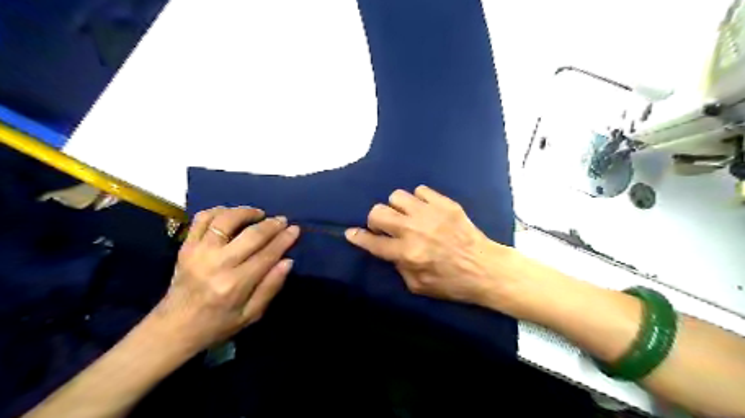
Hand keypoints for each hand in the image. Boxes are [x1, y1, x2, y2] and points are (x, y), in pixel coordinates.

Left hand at [155, 206, 298, 351]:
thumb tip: (288, 261)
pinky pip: (202, 219)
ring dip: (246, 212)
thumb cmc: (217, 324)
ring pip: (226, 220)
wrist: (173, 327)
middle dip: (272, 224)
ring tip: (259, 214)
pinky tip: (231, 215)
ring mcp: (198, 252)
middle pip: (251, 235)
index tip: (295, 229)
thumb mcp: (251, 315)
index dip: (284, 239)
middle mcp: (217, 264)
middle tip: (282, 220)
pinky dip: (219, 211)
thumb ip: (271, 287)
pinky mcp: (185, 246)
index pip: (267, 254)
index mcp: (235, 284)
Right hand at [344, 187, 509, 306]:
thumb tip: (389, 249)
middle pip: (378, 212)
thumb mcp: (418, 286)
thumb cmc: (452, 282)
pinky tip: (425, 210)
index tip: (351, 232)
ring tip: (407, 216)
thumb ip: (398, 266)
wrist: (485, 268)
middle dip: (375, 219)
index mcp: (407, 254)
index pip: (372, 242)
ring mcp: (430, 213)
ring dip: (397, 207)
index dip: (357, 237)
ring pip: (397, 196)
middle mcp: (414, 230)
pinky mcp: (445, 204)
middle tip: (385, 227)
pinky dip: (418, 199)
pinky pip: (420, 190)